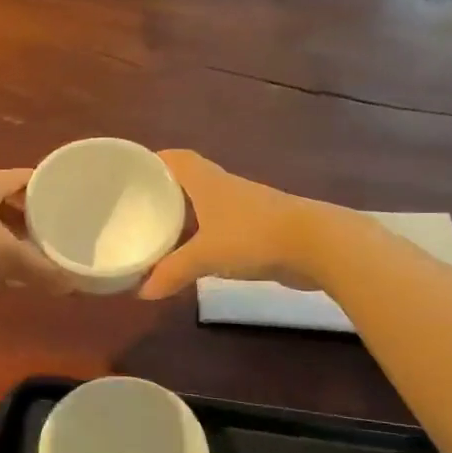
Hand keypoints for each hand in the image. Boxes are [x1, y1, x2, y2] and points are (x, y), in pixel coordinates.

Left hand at [0, 169, 75, 290]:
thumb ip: (42, 269)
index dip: (46, 187)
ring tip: (31, 251)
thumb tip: (72, 284)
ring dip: (8, 234)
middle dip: (29, 215)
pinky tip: (0, 269)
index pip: (23, 177)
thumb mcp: (8, 257)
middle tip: (53, 230)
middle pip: (5, 198)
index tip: (67, 201)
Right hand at [138, 150, 324, 298]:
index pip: (177, 160)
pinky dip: (208, 235)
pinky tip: (198, 253)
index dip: (155, 161)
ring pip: (209, 205)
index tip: (132, 170)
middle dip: (167, 190)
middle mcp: (226, 188)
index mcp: (208, 183)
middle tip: (139, 206)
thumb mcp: (206, 256)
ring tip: (163, 231)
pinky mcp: (263, 228)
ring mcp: (247, 207)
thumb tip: (142, 292)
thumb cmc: (254, 236)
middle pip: (191, 180)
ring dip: (188, 214)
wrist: (319, 245)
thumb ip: (173, 272)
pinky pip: (225, 226)